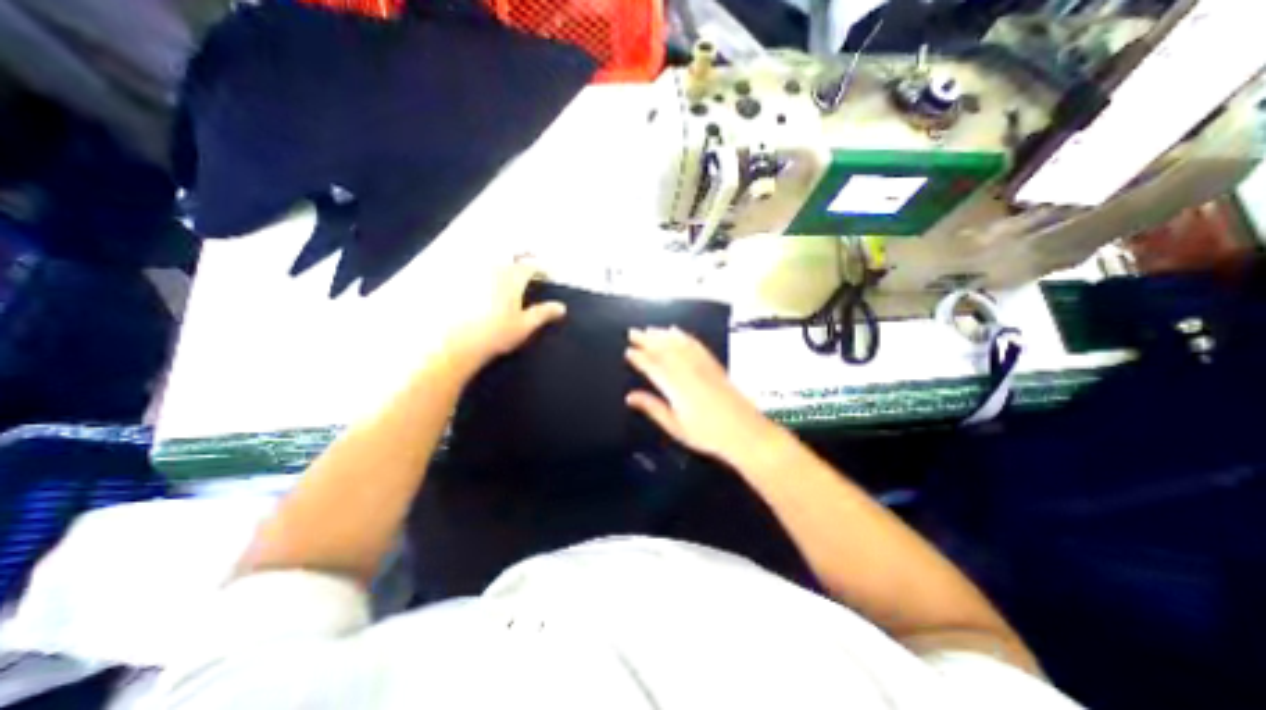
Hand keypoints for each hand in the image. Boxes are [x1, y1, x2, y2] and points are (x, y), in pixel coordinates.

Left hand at [442, 262, 567, 371]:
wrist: (453, 343)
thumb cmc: (495, 334)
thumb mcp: (524, 326)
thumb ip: (543, 313)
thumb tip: (561, 307)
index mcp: (511, 277)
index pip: (531, 267)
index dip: (541, 270)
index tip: (548, 276)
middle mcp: (491, 267)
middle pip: (509, 256)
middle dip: (521, 260)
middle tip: (527, 268)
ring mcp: (469, 270)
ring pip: (488, 258)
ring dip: (499, 262)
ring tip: (504, 272)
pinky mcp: (451, 277)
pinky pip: (467, 265)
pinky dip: (477, 269)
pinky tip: (478, 280)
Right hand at [621, 327, 781, 464]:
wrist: (745, 431)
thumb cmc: (707, 434)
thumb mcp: (675, 426)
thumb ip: (652, 407)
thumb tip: (630, 397)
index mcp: (675, 386)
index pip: (652, 366)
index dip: (639, 357)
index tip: (628, 350)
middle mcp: (687, 370)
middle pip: (663, 350)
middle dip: (647, 339)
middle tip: (633, 332)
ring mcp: (702, 365)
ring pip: (678, 344)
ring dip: (662, 334)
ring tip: (650, 329)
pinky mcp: (714, 364)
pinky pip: (695, 344)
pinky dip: (683, 336)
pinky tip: (677, 331)